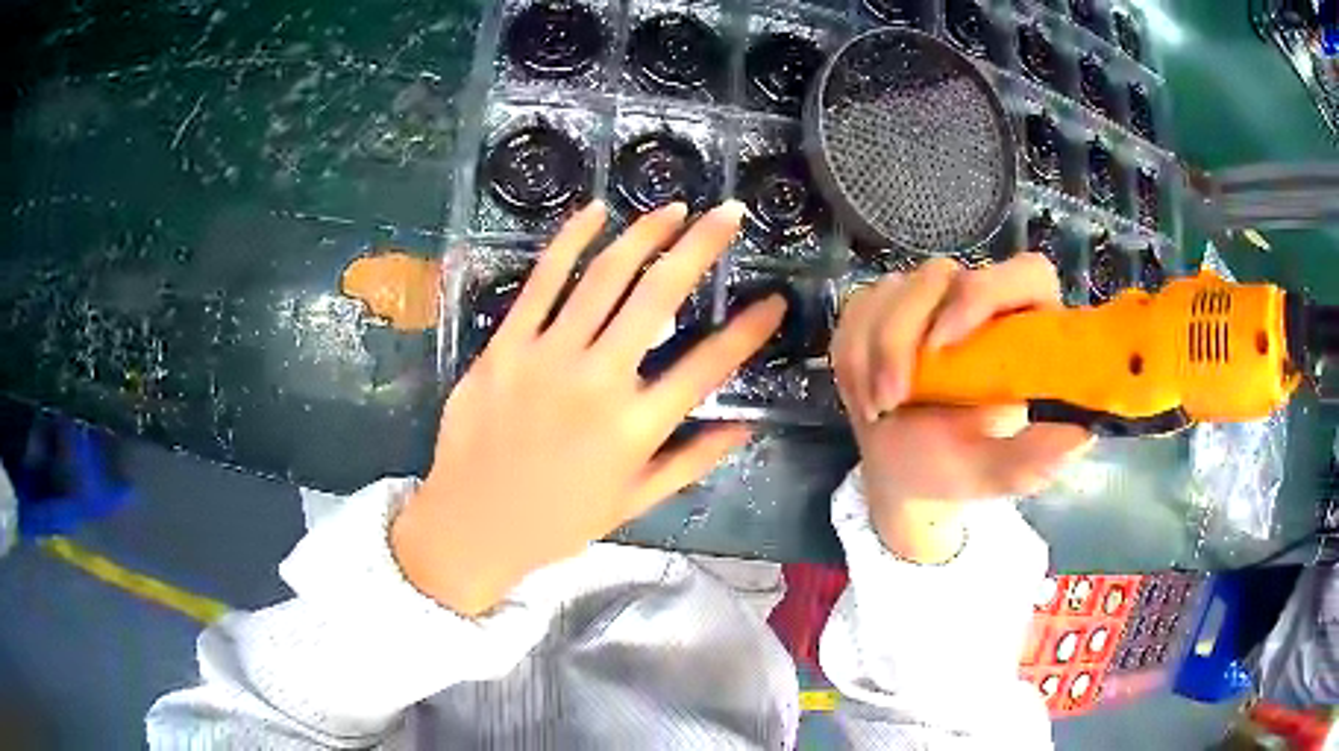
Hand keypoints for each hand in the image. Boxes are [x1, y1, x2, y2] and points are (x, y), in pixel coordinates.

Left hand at [392, 200, 785, 614]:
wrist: (471, 525)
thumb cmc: (557, 521)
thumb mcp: (634, 502)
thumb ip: (692, 461)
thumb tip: (746, 426)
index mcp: (636, 428)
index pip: (709, 365)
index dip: (750, 329)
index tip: (774, 299)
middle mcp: (599, 382)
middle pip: (659, 296)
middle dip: (702, 246)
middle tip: (729, 213)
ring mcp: (547, 357)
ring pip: (604, 277)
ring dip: (645, 234)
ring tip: (674, 209)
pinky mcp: (505, 345)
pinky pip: (541, 281)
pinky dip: (570, 241)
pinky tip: (595, 212)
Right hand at [830, 254, 1092, 562]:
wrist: (904, 475)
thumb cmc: (958, 469)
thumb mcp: (995, 472)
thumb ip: (1032, 458)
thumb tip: (1079, 436)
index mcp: (1025, 329)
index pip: (1025, 274)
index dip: (987, 292)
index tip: (946, 344)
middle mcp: (979, 302)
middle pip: (940, 274)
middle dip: (903, 334)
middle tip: (894, 397)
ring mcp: (928, 300)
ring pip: (891, 289)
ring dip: (872, 352)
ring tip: (878, 409)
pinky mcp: (884, 307)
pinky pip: (857, 309)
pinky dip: (851, 356)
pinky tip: (865, 394)